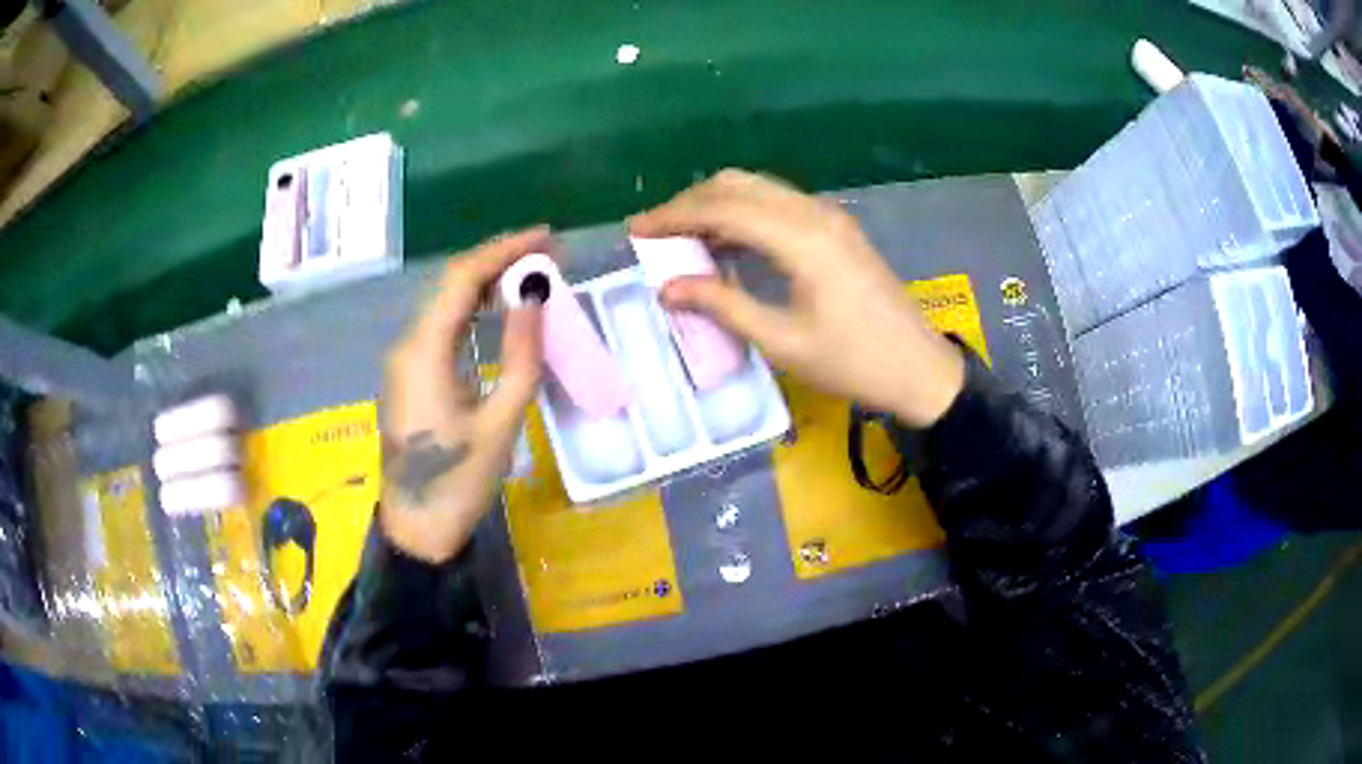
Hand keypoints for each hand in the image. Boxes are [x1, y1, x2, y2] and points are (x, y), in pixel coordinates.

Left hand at [379, 228, 547, 563]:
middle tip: (548, 252)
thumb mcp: (499, 423)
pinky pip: (443, 329)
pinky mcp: (411, 377)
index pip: (461, 279)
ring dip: (486, 284)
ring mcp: (405, 362)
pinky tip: (500, 310)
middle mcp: (407, 346)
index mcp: (423, 352)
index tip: (546, 237)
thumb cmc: (459, 483)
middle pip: (450, 285)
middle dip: (497, 261)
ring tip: (532, 273)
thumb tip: (535, 299)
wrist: (417, 530)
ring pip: (445, 305)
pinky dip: (474, 312)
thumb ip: (520, 357)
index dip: (503, 250)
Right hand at [629, 170, 963, 427]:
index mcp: (803, 239)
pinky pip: (778, 205)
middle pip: (739, 186)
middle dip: (691, 202)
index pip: (724, 209)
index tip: (636, 230)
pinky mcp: (837, 228)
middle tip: (655, 231)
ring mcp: (829, 217)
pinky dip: (744, 213)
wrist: (919, 369)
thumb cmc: (854, 363)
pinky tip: (725, 240)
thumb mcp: (783, 342)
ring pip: (759, 190)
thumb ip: (723, 306)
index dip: (675, 216)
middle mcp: (815, 214)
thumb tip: (667, 288)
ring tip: (681, 236)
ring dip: (716, 204)